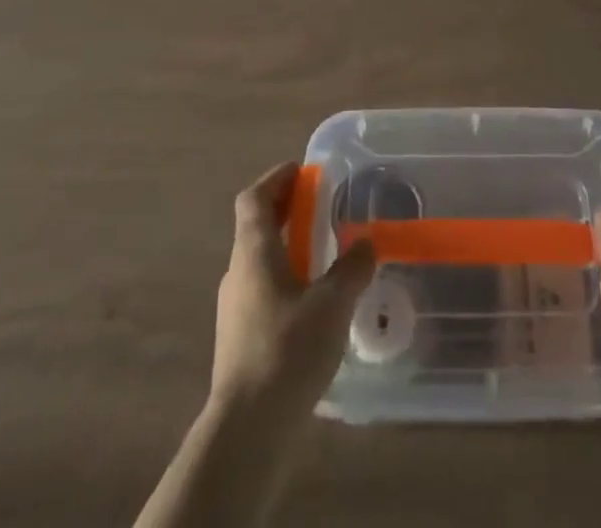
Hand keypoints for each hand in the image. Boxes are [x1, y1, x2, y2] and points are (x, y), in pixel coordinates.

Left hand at [211, 162, 376, 420]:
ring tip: (321, 252)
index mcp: (253, 252)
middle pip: (255, 226)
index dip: (275, 179)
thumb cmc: (288, 350)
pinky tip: (311, 300)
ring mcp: (234, 308)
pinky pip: (262, 289)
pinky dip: (284, 278)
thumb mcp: (333, 304)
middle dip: (285, 210)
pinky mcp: (239, 339)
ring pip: (259, 260)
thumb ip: (352, 268)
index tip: (301, 171)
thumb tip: (366, 242)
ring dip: (286, 246)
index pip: (253, 199)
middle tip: (319, 205)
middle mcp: (237, 272)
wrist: (247, 429)